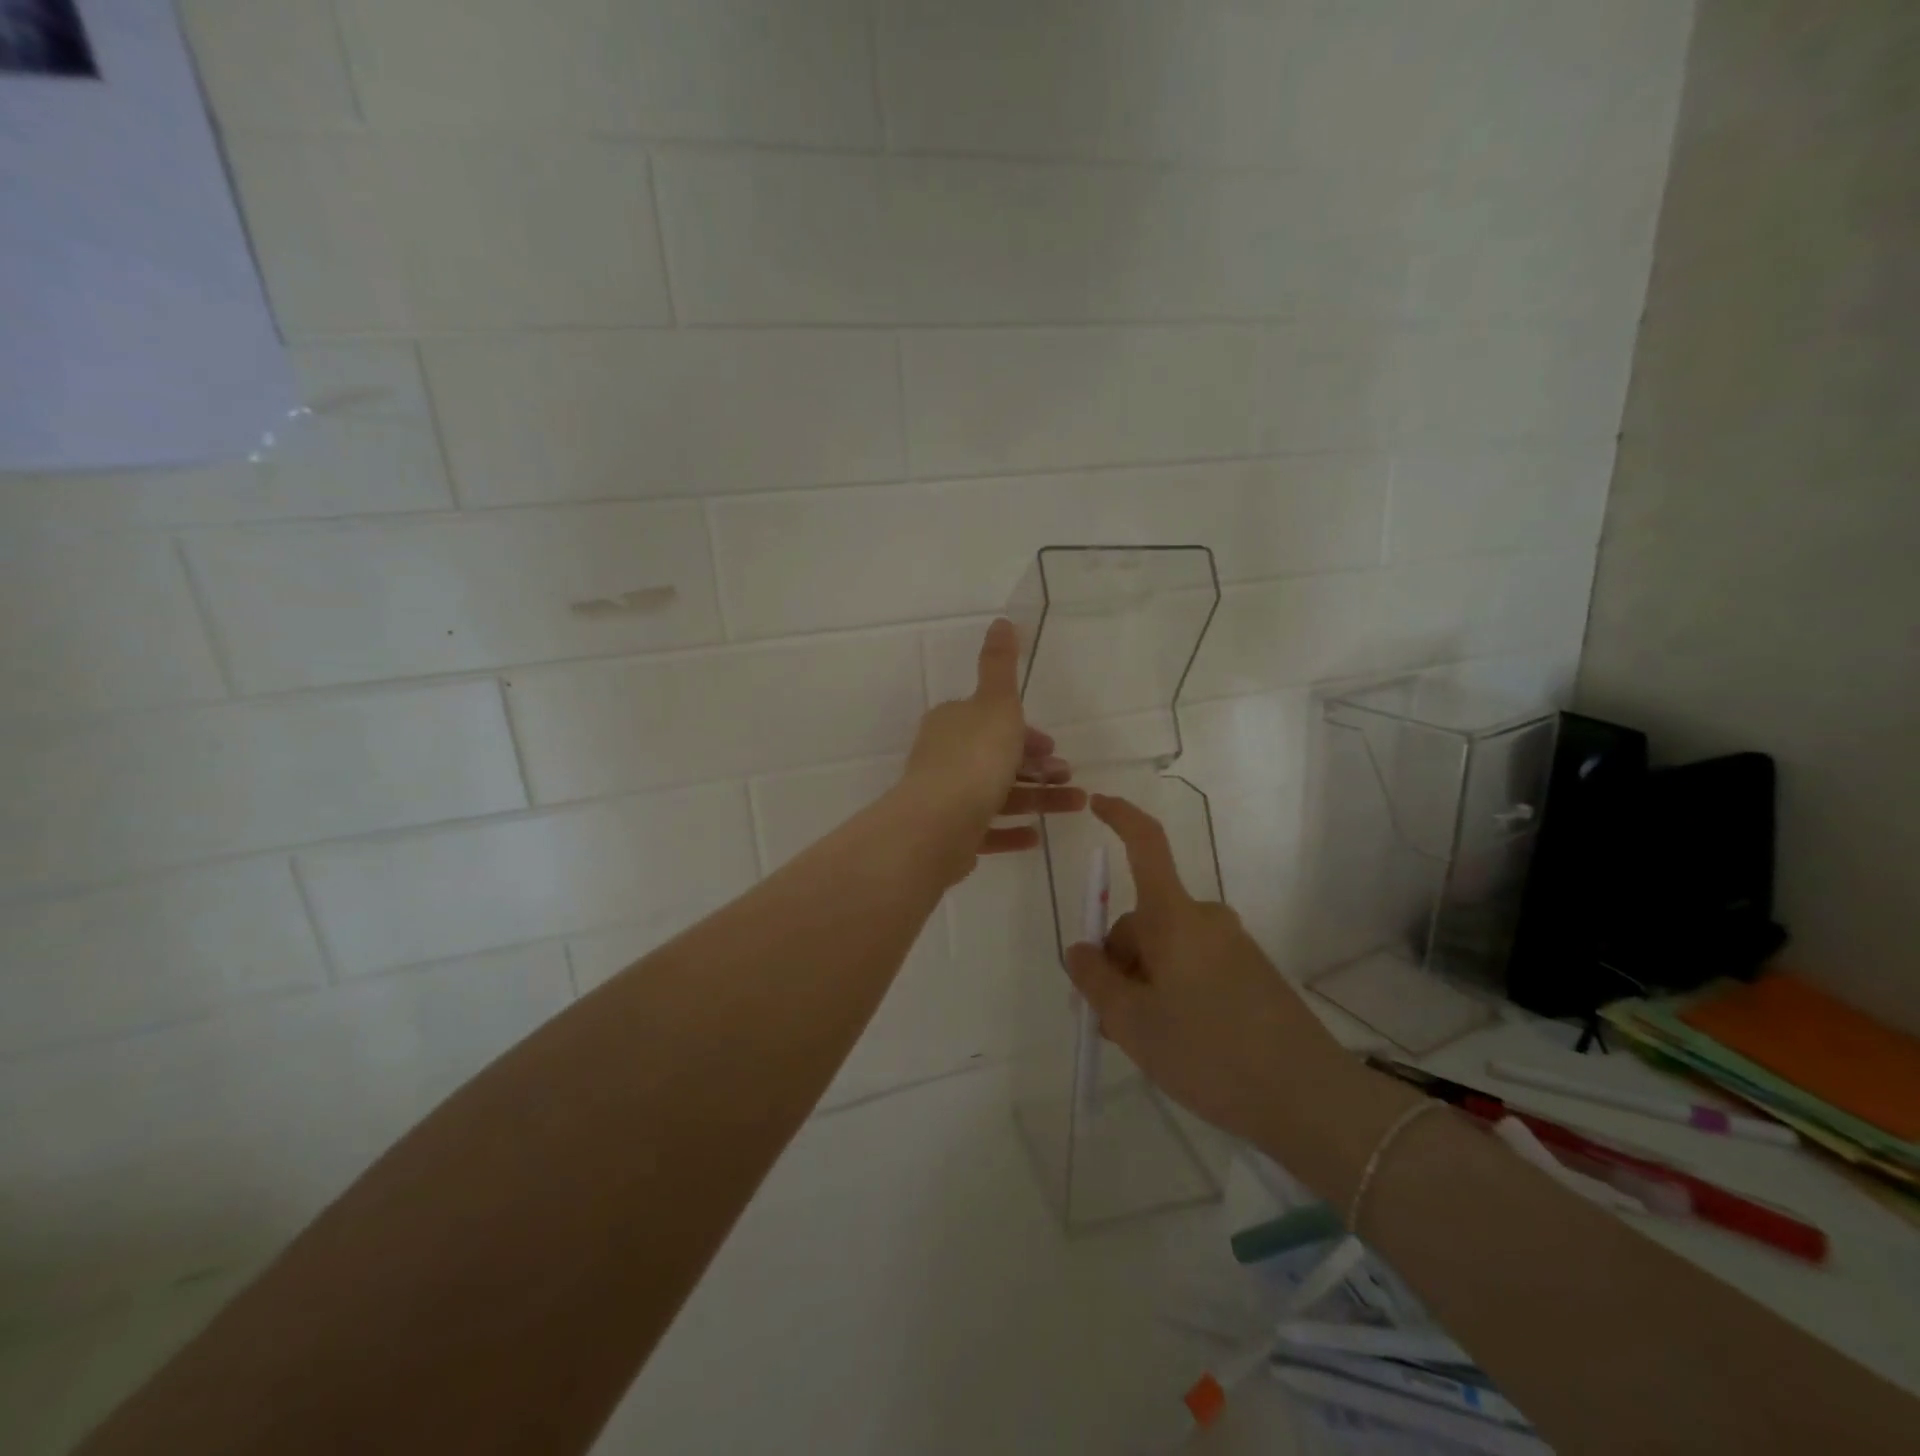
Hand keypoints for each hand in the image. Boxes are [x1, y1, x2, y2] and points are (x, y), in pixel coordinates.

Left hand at [900, 619, 1084, 866]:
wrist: (938, 824)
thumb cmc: (975, 758)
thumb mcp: (996, 703)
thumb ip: (1001, 665)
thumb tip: (1002, 620)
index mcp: (953, 724)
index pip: (992, 722)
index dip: (1025, 733)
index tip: (1053, 746)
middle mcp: (944, 758)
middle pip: (997, 759)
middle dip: (1036, 767)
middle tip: (1068, 776)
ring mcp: (945, 799)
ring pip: (998, 795)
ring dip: (1038, 799)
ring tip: (1076, 805)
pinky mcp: (948, 836)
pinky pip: (986, 831)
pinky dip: (1012, 831)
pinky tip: (1036, 836)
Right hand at [1065, 794, 1346, 1145]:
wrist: (1309, 1099)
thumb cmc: (1208, 1052)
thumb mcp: (1132, 1022)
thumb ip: (1095, 980)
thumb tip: (1079, 949)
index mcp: (1174, 917)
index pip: (1146, 845)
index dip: (1120, 818)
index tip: (1095, 804)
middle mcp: (1205, 919)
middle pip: (1143, 920)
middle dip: (1118, 961)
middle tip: (1110, 1020)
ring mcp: (1231, 945)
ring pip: (1166, 950)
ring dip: (1144, 982)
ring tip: (1145, 1041)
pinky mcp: (1250, 972)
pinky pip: (1194, 966)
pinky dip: (1172, 990)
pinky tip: (1179, 1040)